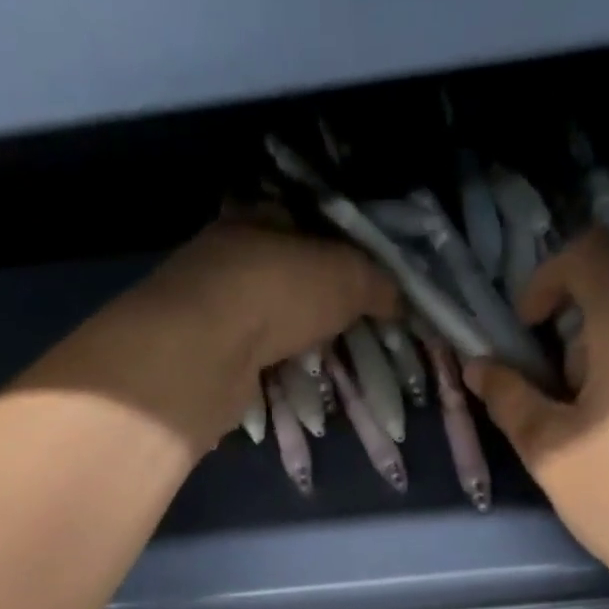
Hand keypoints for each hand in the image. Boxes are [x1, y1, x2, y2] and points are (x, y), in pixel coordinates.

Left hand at [22, 215, 397, 450]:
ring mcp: (212, 312)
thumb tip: (401, 299)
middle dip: (318, 306)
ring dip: (297, 345)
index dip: (338, 250)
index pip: (303, 224)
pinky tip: (300, 390)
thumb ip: (376, 284)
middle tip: (355, 332)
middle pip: (285, 278)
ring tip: (334, 367)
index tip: (367, 284)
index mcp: (256, 219)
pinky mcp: (207, 359)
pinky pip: (254, 365)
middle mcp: (227, 259)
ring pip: (268, 325)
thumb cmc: (277, 292)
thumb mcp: (345, 277)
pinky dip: (276, 376)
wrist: (207, 352)